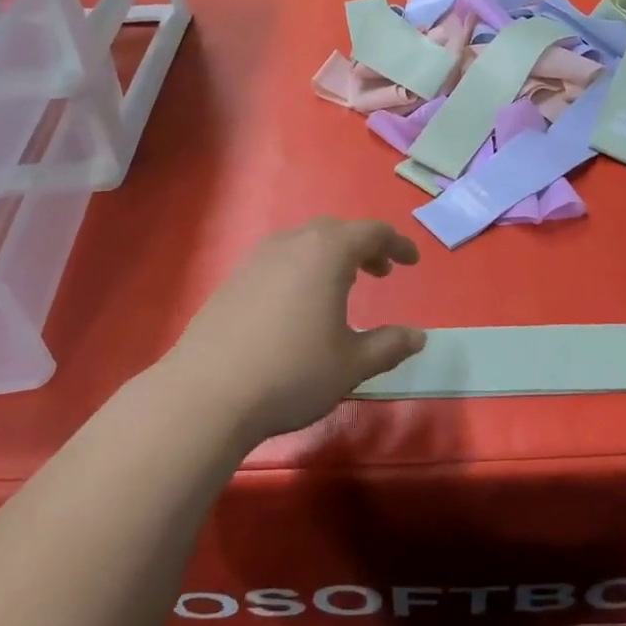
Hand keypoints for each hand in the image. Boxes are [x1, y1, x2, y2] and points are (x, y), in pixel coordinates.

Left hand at [166, 217, 426, 440]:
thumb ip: (389, 346)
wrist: (207, 394)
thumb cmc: (292, 373)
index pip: (372, 232)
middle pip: (336, 231)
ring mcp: (257, 259)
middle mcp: (291, 244)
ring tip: (343, 285)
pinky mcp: (233, 279)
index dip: (397, 244)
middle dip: (364, 247)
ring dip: (331, 256)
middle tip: (381, 272)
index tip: (412, 262)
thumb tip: (418, 337)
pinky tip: (299, 303)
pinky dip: (302, 267)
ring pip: (304, 242)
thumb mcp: (352, 364)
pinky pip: (279, 259)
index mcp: (326, 252)